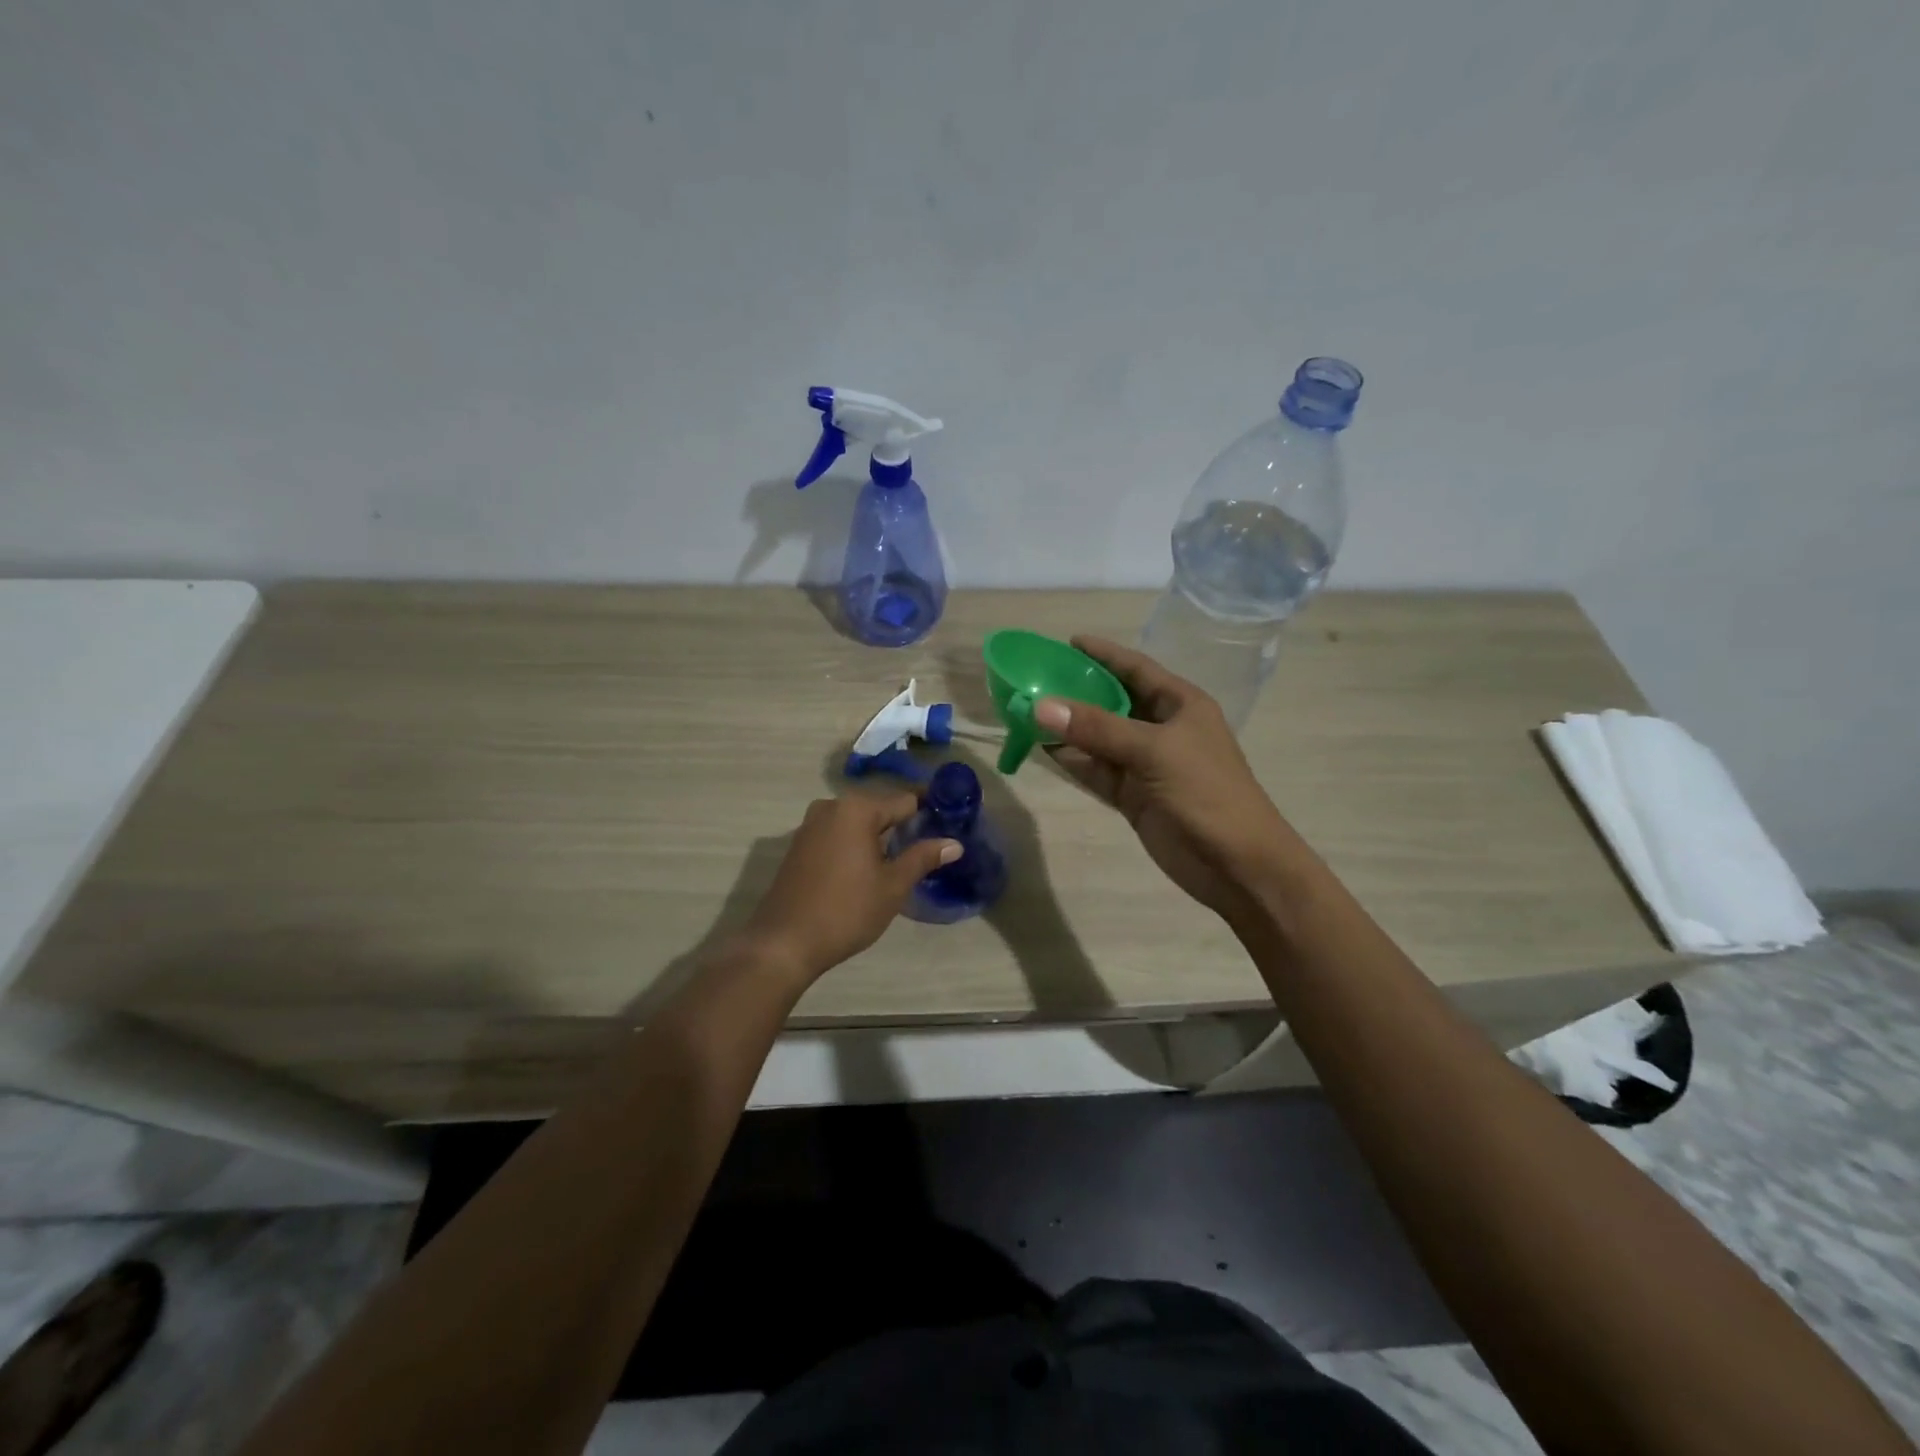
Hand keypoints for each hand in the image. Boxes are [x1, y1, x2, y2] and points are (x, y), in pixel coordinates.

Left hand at [741, 792, 959, 982]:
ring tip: (900, 863)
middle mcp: (831, 807)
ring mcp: (810, 825)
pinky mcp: (798, 845)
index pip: (905, 801)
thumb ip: (923, 858)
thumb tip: (954, 843)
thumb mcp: (892, 886)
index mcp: (857, 809)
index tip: (947, 827)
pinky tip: (866, 871)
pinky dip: (855, 845)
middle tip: (926, 851)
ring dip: (877, 838)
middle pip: (879, 809)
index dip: (928, 814)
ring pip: (857, 823)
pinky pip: (837, 835)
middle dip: (902, 827)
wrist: (784, 943)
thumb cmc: (846, 911)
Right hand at [1039, 637, 1296, 924]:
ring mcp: (1146, 764)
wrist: (1236, 864)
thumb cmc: (1206, 793)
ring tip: (1027, 712)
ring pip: (1099, 739)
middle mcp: (1162, 729)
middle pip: (1113, 702)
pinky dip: (1071, 762)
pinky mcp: (1133, 796)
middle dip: (1077, 691)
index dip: (1104, 654)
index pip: (1136, 669)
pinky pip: (1096, 770)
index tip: (1068, 642)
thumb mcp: (1153, 751)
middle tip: (1035, 679)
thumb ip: (1097, 728)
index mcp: (1181, 705)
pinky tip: (1041, 749)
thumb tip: (1040, 705)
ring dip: (1068, 728)